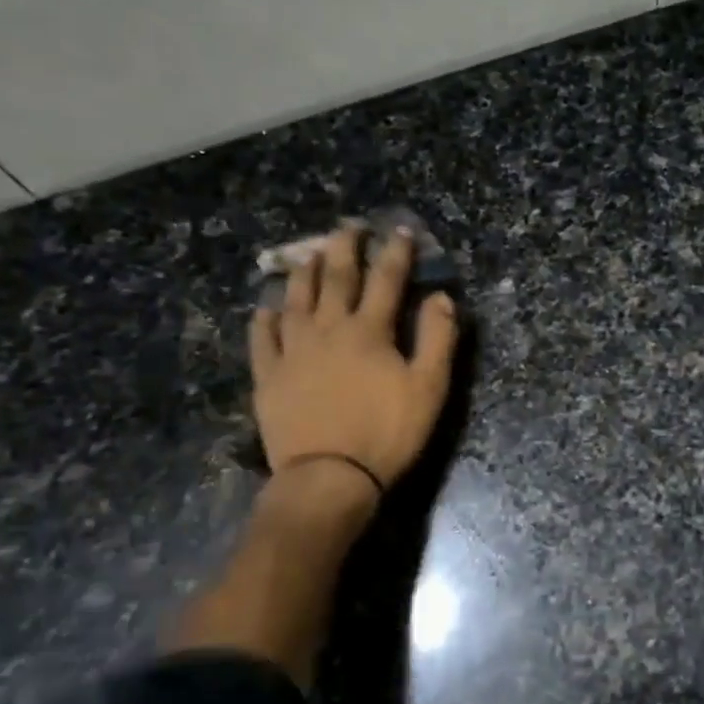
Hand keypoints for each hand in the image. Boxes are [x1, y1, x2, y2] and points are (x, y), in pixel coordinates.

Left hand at [250, 224, 459, 497]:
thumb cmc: (387, 432)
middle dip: (344, 248)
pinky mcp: (269, 376)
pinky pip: (263, 338)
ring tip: (308, 255)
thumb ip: (438, 339)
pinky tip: (267, 307)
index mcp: (369, 331)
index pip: (386, 280)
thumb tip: (441, 297)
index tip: (400, 230)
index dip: (396, 252)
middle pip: (336, 278)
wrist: (329, 476)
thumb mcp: (429, 388)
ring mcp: (293, 351)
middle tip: (347, 227)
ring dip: (304, 273)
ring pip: (296, 299)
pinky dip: (266, 318)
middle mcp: (328, 329)